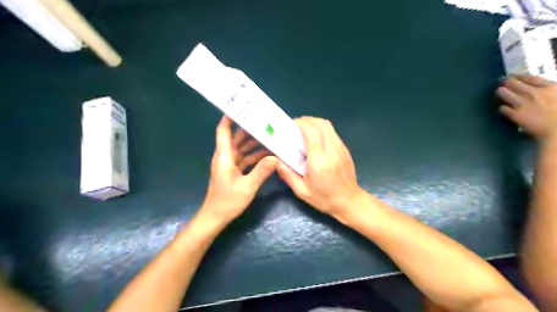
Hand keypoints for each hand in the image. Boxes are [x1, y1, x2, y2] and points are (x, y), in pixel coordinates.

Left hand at [202, 115, 277, 224]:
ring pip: (242, 148)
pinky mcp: (234, 171)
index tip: (240, 108)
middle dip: (248, 129)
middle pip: (236, 137)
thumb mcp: (247, 186)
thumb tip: (275, 157)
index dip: (229, 118)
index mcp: (224, 156)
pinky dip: (254, 155)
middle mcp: (226, 156)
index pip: (224, 131)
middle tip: (264, 121)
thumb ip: (262, 171)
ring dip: (254, 143)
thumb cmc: (228, 201)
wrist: (216, 217)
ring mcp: (230, 164)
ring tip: (270, 136)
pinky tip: (267, 154)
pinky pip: (245, 158)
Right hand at [276, 117, 363, 218]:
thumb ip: (287, 174)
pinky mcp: (345, 149)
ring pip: (328, 126)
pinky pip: (333, 132)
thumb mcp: (301, 191)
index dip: (301, 124)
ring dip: (315, 123)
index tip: (291, 125)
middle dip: (307, 120)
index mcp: (320, 161)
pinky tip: (315, 137)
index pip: (312, 133)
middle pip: (321, 124)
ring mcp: (341, 148)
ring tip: (304, 129)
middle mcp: (332, 151)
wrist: (349, 202)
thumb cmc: (324, 198)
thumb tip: (276, 160)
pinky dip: (322, 129)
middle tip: (295, 126)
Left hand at [496, 75, 556, 139]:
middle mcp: (533, 93)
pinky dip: (502, 107)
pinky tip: (503, 107)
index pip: (529, 77)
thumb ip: (550, 90)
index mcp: (550, 87)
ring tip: (500, 91)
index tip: (513, 75)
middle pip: (513, 83)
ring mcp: (522, 104)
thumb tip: (543, 87)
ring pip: (504, 93)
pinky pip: (502, 108)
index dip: (519, 75)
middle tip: (502, 82)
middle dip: (506, 81)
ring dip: (501, 91)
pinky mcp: (514, 115)